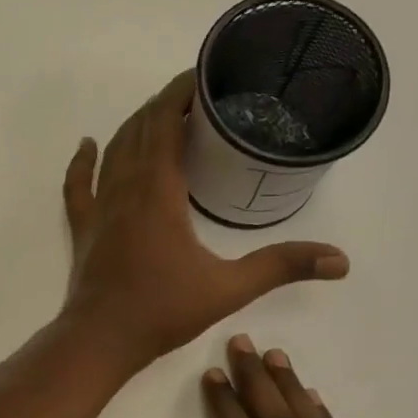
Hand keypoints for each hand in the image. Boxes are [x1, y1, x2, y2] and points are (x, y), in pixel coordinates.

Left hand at [61, 73, 349, 372]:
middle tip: (194, 98)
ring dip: (132, 127)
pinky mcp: (84, 229)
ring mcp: (99, 209)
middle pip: (139, 130)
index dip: (180, 94)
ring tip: (157, 115)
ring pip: (111, 151)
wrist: (100, 341)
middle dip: (164, 106)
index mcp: (157, 191)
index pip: (164, 123)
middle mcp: (124, 189)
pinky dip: (81, 161)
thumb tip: (339, 261)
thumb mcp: (228, 289)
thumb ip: (280, 267)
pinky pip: (77, 185)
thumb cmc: (161, 312)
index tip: (203, 76)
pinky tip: (86, 145)